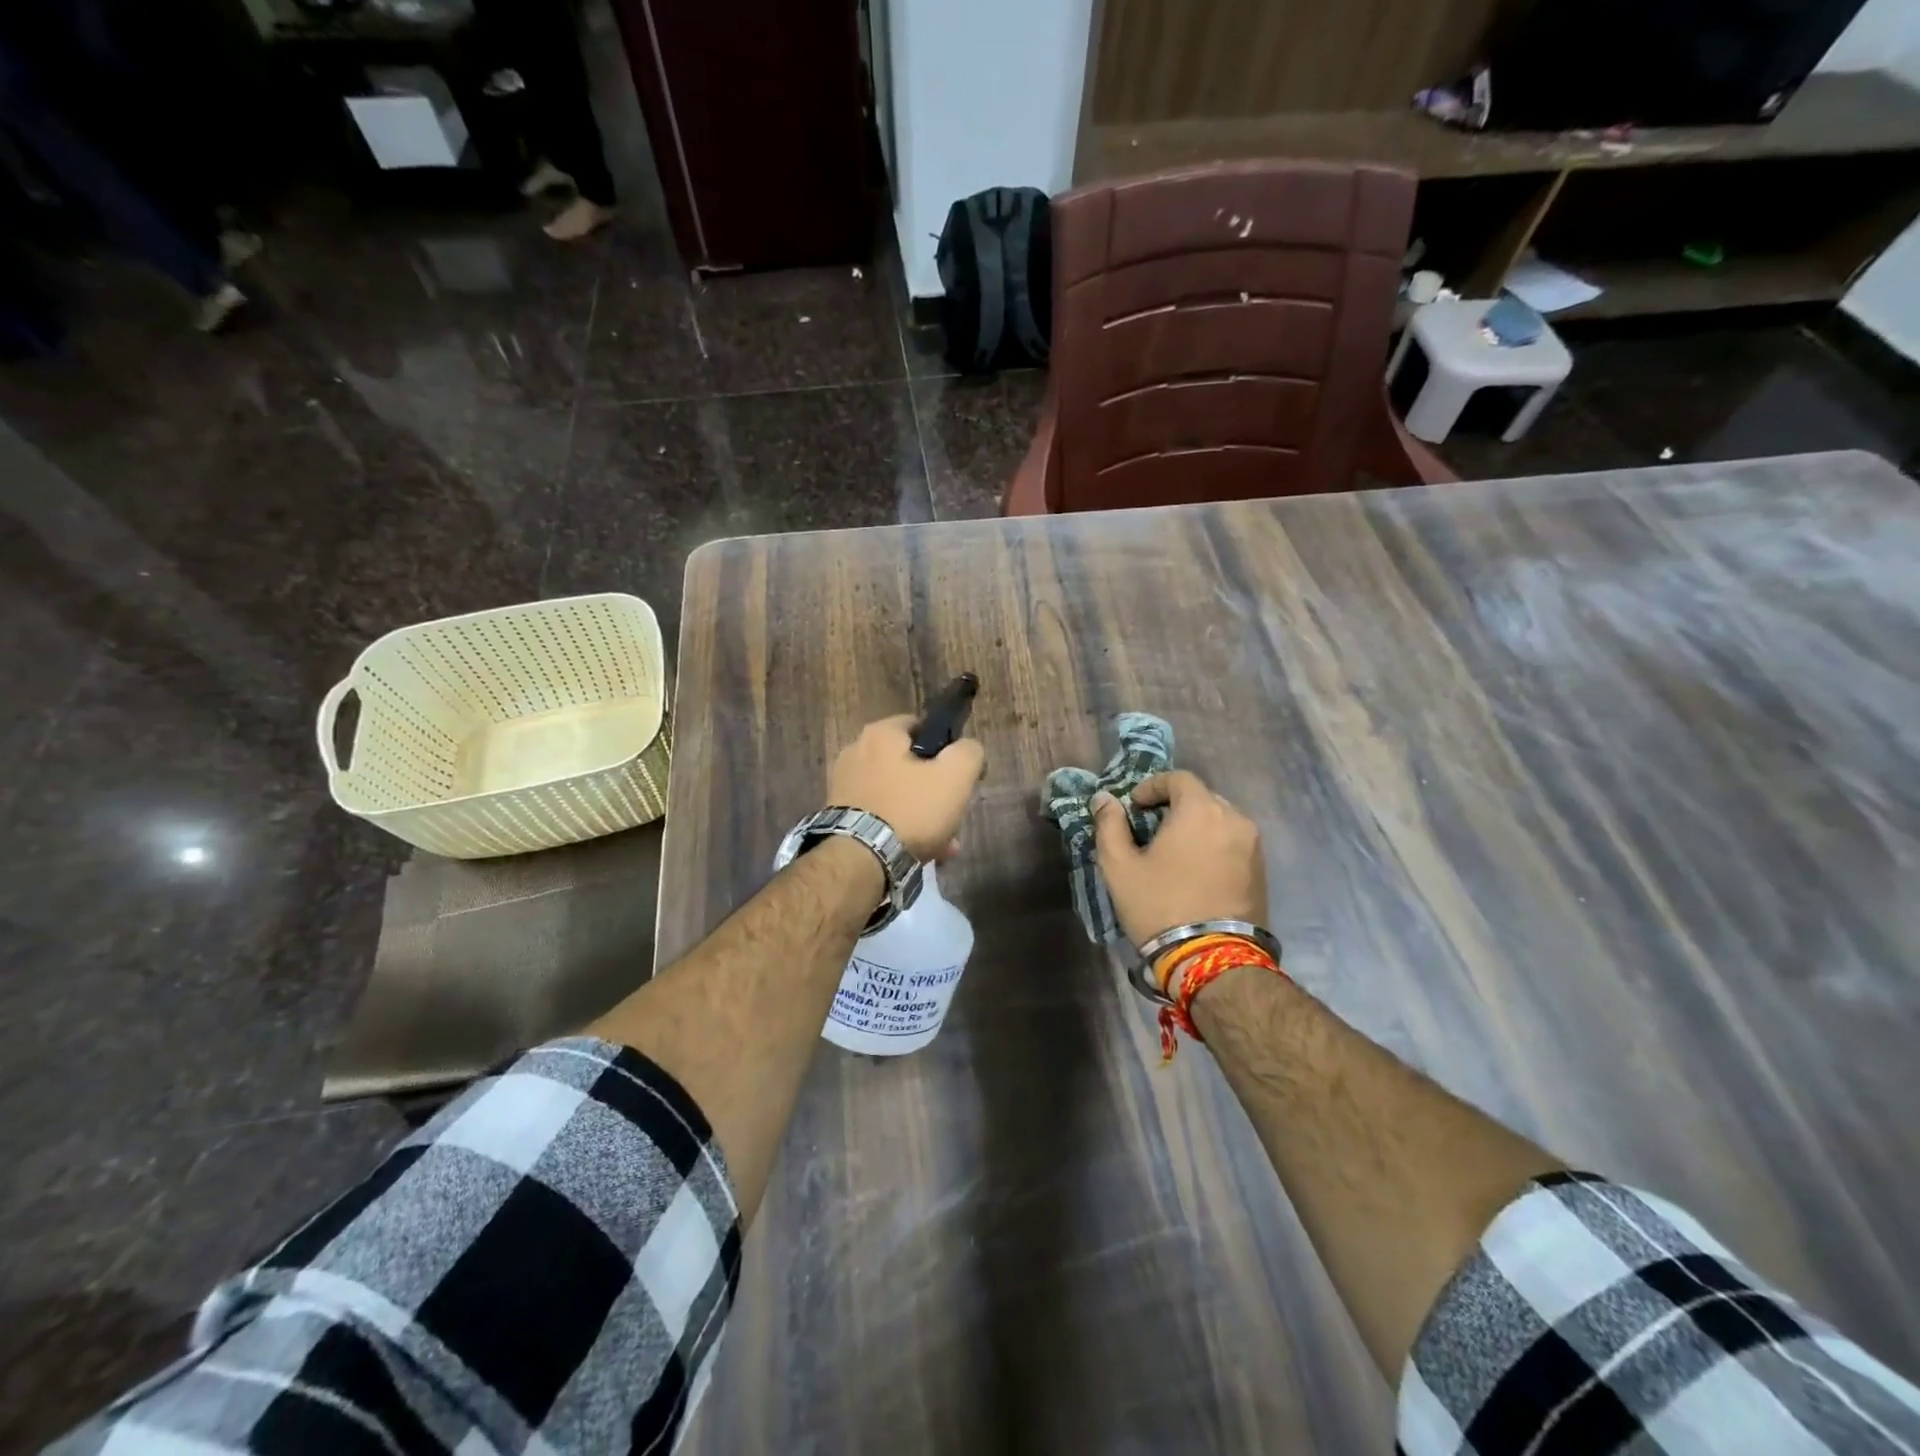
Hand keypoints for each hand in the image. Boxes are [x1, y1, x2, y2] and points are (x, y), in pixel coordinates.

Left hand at [827, 715, 985, 862]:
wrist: (861, 861)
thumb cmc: (911, 810)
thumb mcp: (956, 776)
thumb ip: (969, 752)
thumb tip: (967, 750)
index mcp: (880, 733)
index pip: (921, 726)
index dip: (947, 748)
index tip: (960, 775)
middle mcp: (855, 752)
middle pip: (910, 765)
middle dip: (935, 791)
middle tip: (953, 815)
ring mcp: (843, 785)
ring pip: (897, 794)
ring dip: (922, 815)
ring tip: (943, 844)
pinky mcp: (839, 815)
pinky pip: (880, 814)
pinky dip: (900, 828)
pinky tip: (920, 852)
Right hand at [1090, 770, 1267, 945]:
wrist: (1212, 959)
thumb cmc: (1160, 905)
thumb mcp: (1119, 866)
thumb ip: (1109, 825)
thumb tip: (1104, 799)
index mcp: (1200, 810)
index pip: (1178, 778)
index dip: (1153, 786)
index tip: (1134, 807)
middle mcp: (1233, 818)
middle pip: (1201, 798)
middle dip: (1175, 806)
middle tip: (1151, 830)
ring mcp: (1253, 845)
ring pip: (1220, 821)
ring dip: (1196, 827)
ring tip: (1174, 853)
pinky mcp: (1262, 870)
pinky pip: (1233, 843)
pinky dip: (1213, 845)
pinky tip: (1196, 871)